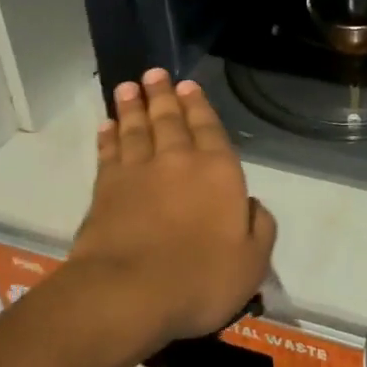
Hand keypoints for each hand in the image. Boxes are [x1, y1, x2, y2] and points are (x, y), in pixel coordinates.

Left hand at [70, 69, 276, 345]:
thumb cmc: (200, 278)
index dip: (199, 105)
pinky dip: (108, 137)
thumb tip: (252, 206)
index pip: (209, 128)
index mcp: (219, 171)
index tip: (188, 84)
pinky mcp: (106, 190)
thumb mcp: (252, 262)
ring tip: (129, 86)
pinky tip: (107, 125)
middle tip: (154, 73)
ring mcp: (139, 172)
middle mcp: (179, 160)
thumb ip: (260, 227)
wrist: (129, 294)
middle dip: (164, 95)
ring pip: (137, 129)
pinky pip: (109, 153)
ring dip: (133, 106)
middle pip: (170, 119)